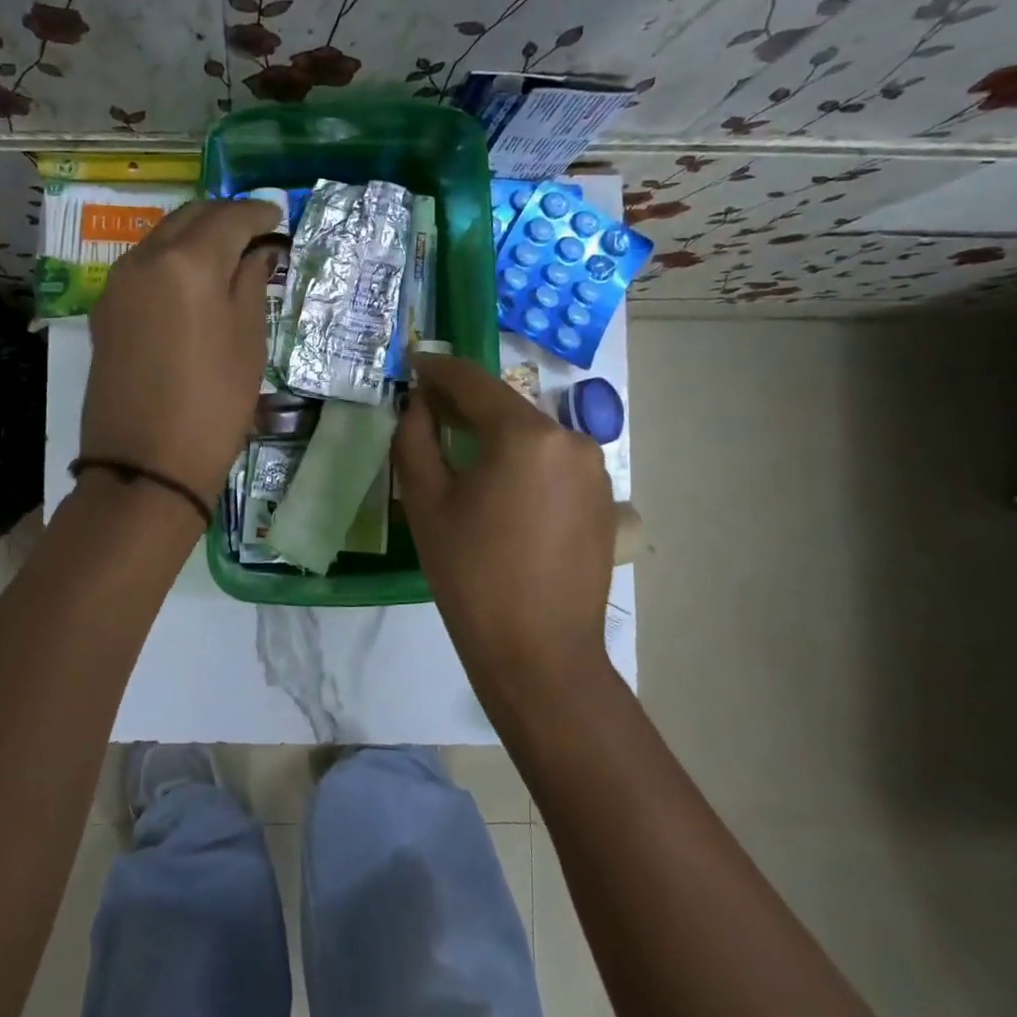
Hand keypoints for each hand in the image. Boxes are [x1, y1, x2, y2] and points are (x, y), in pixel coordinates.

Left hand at [80, 198, 284, 508]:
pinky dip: (171, 260)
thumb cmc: (213, 404)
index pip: (229, 217)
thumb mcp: (248, 341)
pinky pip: (143, 266)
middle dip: (224, 217)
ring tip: (225, 257)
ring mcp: (118, 283)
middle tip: (255, 234)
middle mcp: (146, 258)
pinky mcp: (105, 310)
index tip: (278, 218)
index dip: (258, 214)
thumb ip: (250, 283)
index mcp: (188, 261)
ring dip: (195, 236)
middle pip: (190, 216)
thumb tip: (256, 252)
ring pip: (162, 237)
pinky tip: (191, 283)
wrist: (146, 464)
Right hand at [393, 350, 618, 704]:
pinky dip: (521, 462)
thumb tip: (418, 405)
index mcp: (527, 435)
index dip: (438, 370)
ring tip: (460, 452)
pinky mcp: (603, 500)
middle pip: (507, 408)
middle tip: (427, 408)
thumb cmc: (472, 575)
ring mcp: (595, 470)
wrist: (539, 653)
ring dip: (494, 435)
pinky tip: (498, 488)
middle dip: (464, 404)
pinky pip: (552, 464)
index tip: (413, 363)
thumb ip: (415, 439)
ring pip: (531, 436)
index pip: (474, 382)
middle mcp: (571, 440)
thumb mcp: (427, 502)